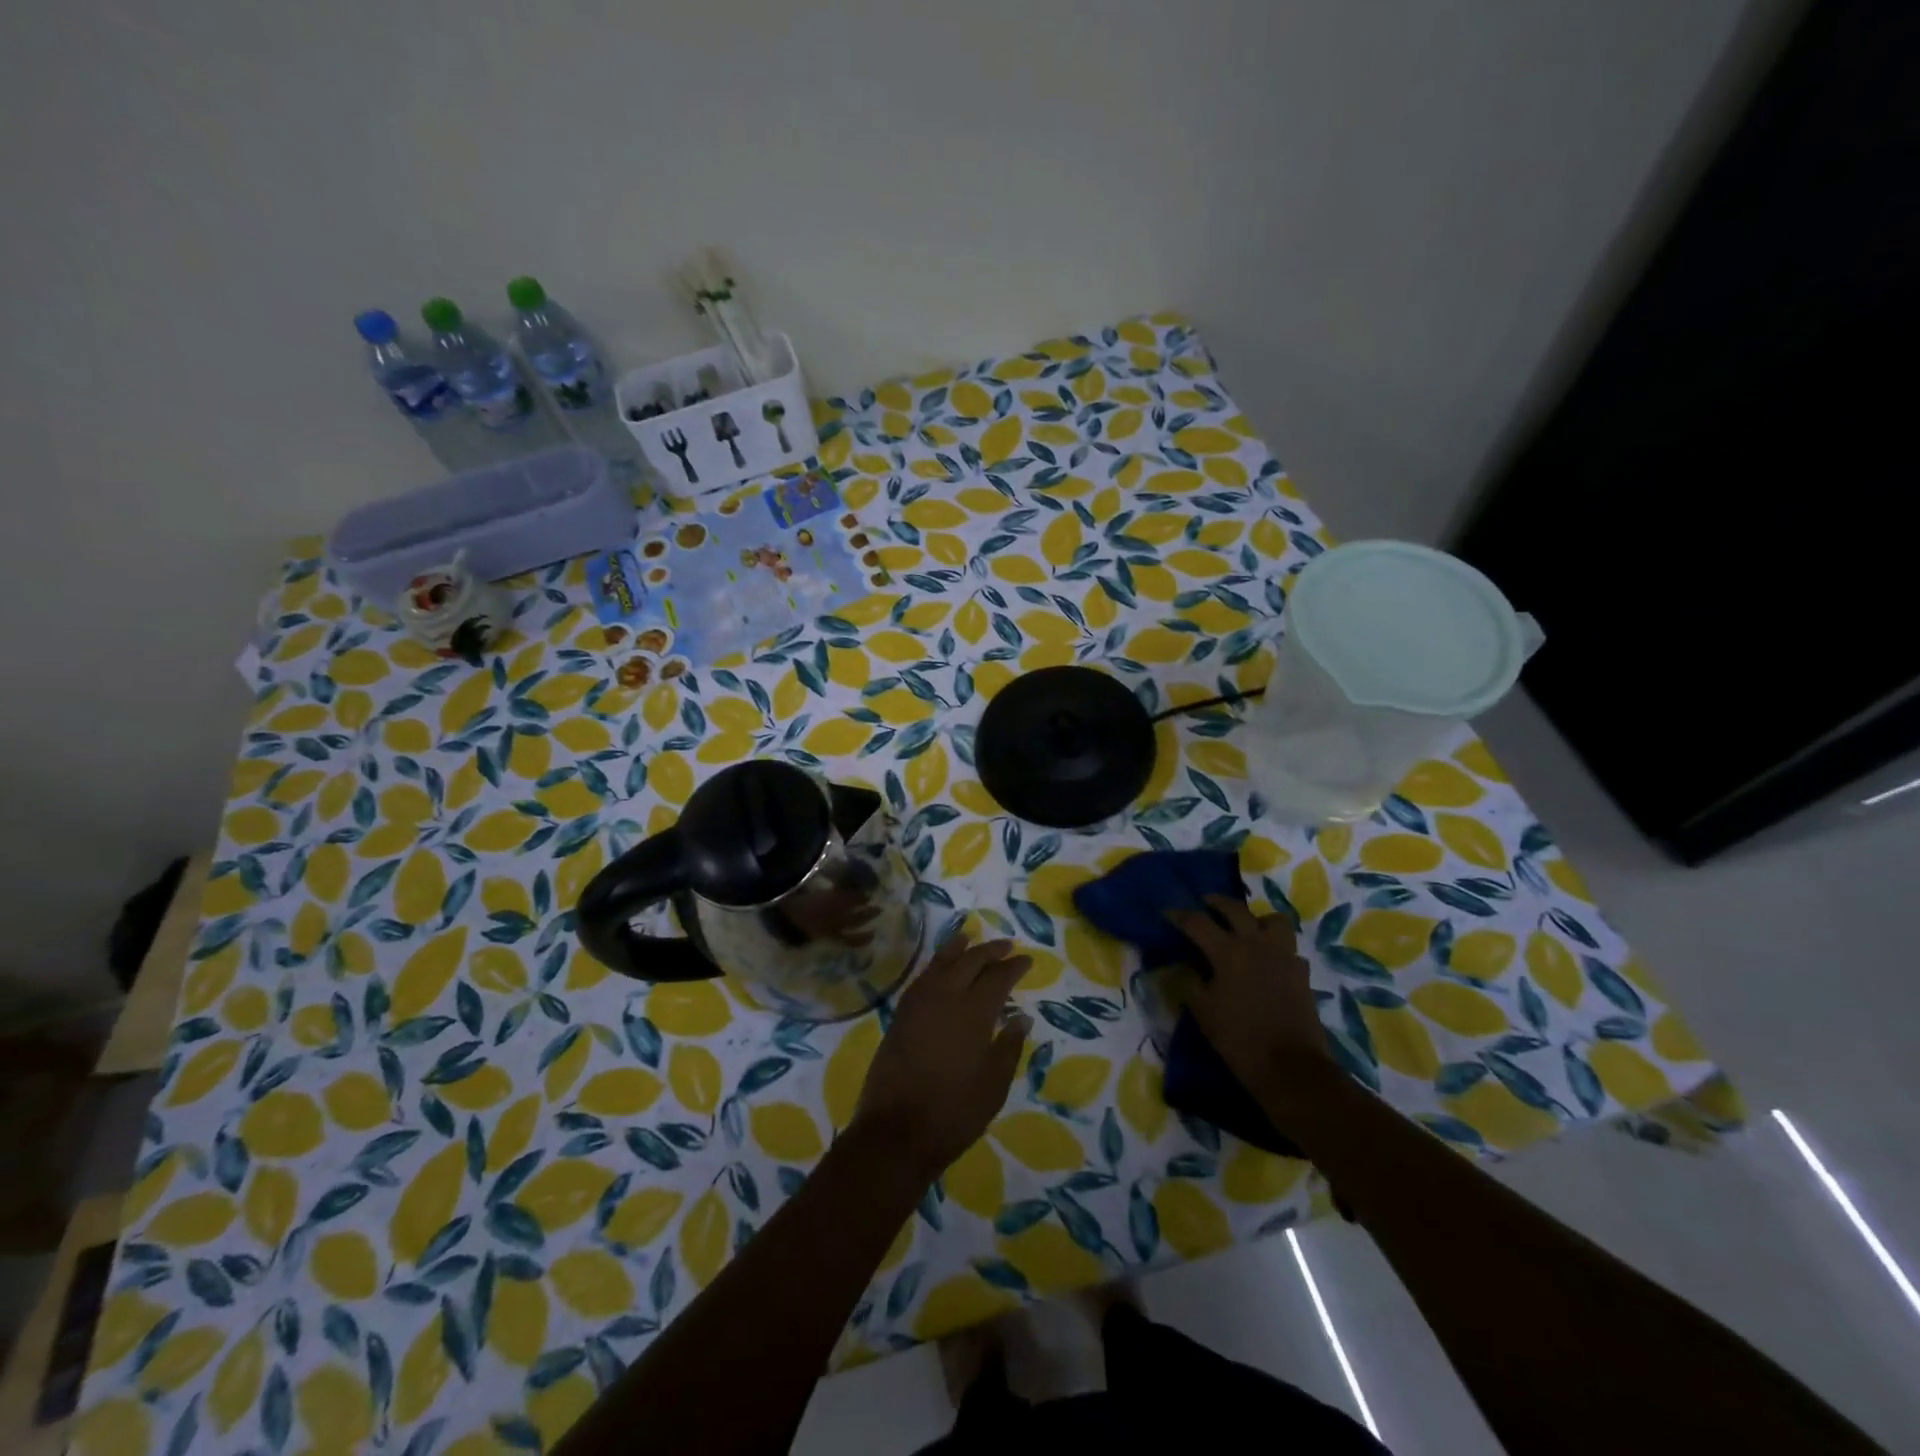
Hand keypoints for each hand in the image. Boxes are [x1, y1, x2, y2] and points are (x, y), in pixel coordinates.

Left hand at [851, 934, 1031, 1179]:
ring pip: (941, 963)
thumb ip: (1008, 1046)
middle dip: (990, 951)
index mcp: (973, 1012)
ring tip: (969, 938)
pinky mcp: (900, 1014)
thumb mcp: (994, 1085)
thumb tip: (1021, 1017)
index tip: (1027, 960)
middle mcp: (945, 997)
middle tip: (1006, 945)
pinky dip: (935, 965)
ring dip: (958, 949)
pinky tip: (940, 967)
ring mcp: (918, 1003)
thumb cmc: (954, 1112)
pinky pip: (922, 977)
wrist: (896, 1131)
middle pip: (969, 962)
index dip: (1014, 967)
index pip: (998, 978)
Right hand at [1166, 896, 1336, 1104]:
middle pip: (1236, 909)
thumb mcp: (1203, 1012)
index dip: (1179, 915)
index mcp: (1228, 951)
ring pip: (1273, 921)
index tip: (1166, 912)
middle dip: (1217, 902)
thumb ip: (1190, 983)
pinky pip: (1288, 948)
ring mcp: (1284, 956)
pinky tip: (1267, 962)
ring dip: (1256, 919)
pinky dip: (1276, 948)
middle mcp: (1257, 944)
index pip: (1197, 922)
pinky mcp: (1301, 974)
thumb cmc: (1239, 1039)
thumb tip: (1185, 967)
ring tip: (1245, 929)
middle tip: (1205, 903)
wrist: (1291, 1068)